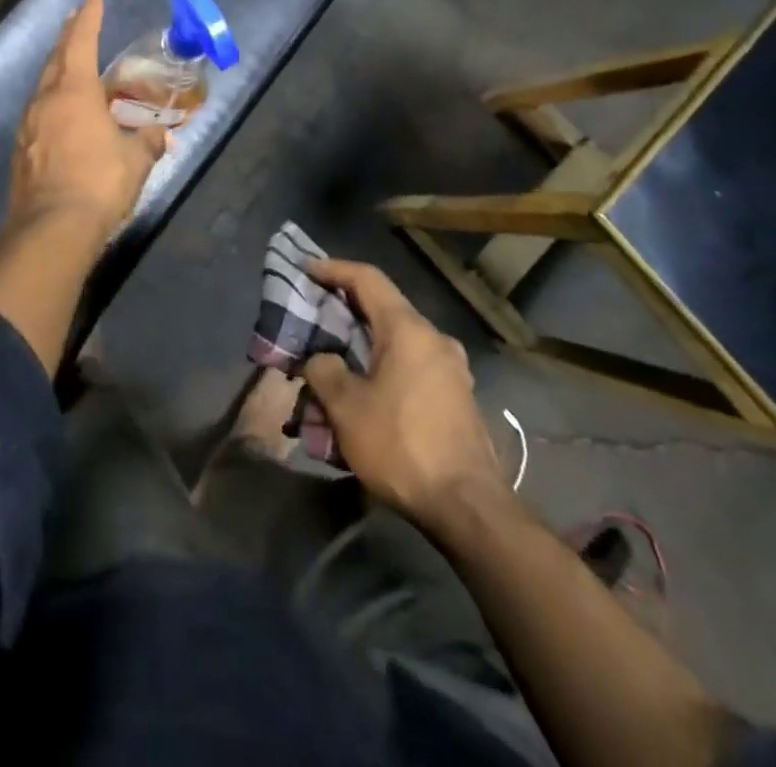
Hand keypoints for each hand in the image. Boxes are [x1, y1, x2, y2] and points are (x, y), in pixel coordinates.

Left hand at [7, 0, 167, 235]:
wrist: (51, 229)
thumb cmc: (99, 183)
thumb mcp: (135, 160)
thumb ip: (148, 141)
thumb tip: (161, 134)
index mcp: (73, 92)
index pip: (81, 44)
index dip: (88, 20)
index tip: (92, 0)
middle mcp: (45, 101)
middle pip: (56, 60)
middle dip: (67, 38)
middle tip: (76, 21)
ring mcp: (28, 126)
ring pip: (43, 87)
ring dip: (58, 71)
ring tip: (71, 67)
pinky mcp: (21, 151)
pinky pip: (39, 115)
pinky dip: (53, 104)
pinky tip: (62, 116)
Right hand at [301, 257, 502, 525]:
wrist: (468, 506)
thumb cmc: (402, 446)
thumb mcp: (347, 408)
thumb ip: (324, 371)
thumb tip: (320, 359)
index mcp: (408, 329)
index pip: (368, 279)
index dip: (334, 269)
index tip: (307, 270)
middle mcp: (435, 338)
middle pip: (385, 307)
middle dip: (347, 307)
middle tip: (316, 313)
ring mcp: (452, 368)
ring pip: (400, 339)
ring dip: (366, 341)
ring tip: (337, 357)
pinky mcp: (458, 395)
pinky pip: (414, 363)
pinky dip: (386, 363)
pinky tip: (368, 389)